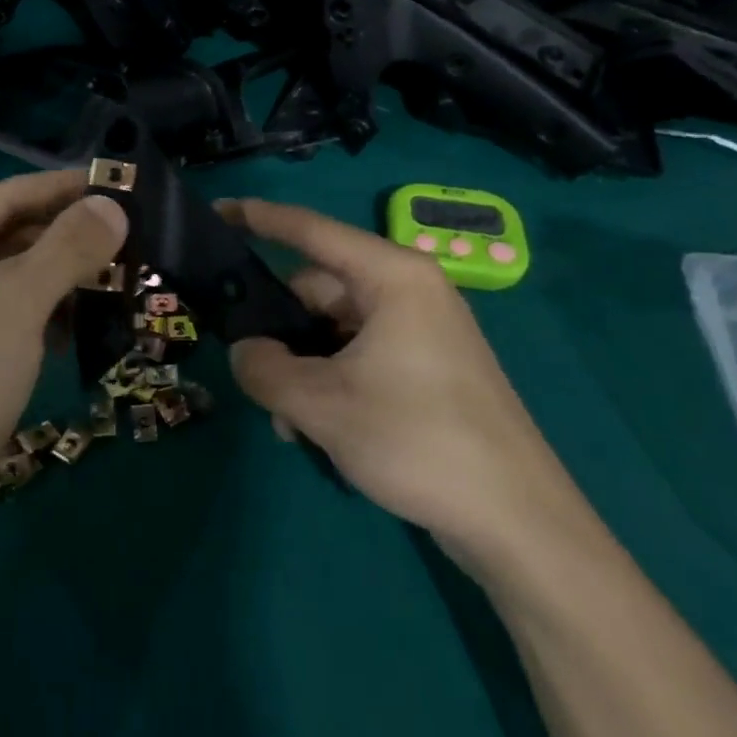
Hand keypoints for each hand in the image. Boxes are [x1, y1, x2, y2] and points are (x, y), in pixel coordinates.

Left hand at [0, 170, 127, 576]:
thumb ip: (68, 248)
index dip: (66, 187)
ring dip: (68, 277)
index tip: (123, 182)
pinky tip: (91, 323)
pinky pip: (20, 320)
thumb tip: (114, 206)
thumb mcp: (15, 302)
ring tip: (127, 274)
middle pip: (15, 237)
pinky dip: (54, 316)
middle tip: (137, 233)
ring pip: (21, 281)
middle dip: (72, 236)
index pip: (9, 196)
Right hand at [221, 198, 578, 567]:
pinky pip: (361, 354)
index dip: (257, 217)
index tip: (216, 211)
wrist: (520, 524)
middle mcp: (409, 290)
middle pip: (319, 289)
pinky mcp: (429, 367)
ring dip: (303, 367)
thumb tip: (244, 353)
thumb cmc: (418, 441)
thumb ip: (264, 369)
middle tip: (254, 377)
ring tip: (291, 423)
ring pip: (335, 329)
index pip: (309, 230)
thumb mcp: (322, 404)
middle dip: (280, 331)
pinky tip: (319, 429)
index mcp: (391, 276)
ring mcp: (422, 330)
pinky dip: (332, 381)